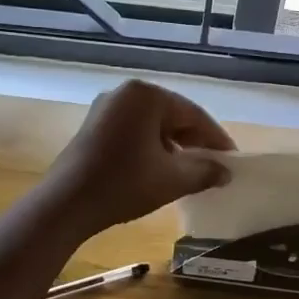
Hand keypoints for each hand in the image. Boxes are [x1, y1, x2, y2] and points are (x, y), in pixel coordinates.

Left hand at [41, 80, 234, 235]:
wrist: (65, 205)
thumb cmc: (123, 184)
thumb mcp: (172, 179)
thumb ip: (205, 171)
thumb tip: (226, 172)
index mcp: (146, 95)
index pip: (193, 115)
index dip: (216, 139)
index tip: (232, 160)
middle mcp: (124, 93)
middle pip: (172, 116)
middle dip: (195, 142)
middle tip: (214, 166)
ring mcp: (105, 108)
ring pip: (152, 126)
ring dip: (173, 147)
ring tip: (190, 172)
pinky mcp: (93, 127)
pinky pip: (133, 132)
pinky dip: (151, 148)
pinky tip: (159, 170)